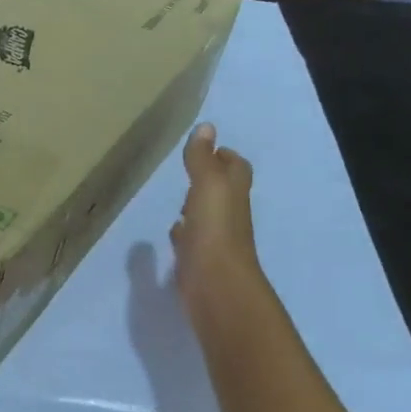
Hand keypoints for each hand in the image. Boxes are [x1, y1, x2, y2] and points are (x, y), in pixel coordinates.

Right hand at [170, 123, 264, 323]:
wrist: (216, 285)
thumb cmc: (214, 230)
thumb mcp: (208, 186)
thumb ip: (202, 159)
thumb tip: (206, 127)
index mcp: (232, 195)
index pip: (236, 169)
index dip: (227, 157)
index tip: (212, 148)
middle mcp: (227, 215)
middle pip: (224, 192)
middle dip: (210, 179)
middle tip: (191, 169)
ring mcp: (214, 240)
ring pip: (207, 216)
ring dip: (196, 206)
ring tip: (178, 198)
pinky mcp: (198, 260)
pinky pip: (192, 241)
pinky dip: (185, 232)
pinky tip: (174, 231)